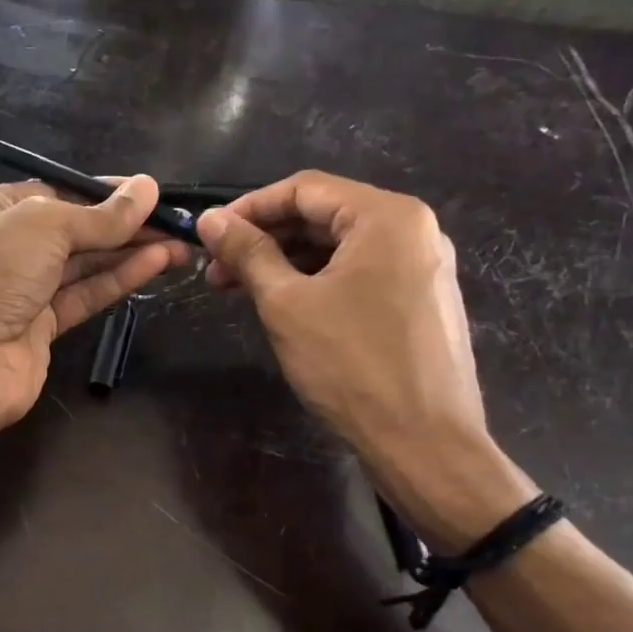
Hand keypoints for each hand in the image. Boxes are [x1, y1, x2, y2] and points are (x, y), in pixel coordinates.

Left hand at [0, 174, 188, 429]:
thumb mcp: (45, 226)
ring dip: (130, 252)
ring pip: (84, 264)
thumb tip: (148, 188)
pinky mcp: (41, 326)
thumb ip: (100, 215)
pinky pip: (85, 295)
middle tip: (177, 221)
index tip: (149, 192)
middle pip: (74, 229)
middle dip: (125, 224)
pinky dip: (118, 279)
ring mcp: (22, 289)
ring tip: (180, 244)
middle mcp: (5, 245)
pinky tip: (155, 264)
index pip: (56, 191)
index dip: (103, 192)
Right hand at [196, 172, 535, 547]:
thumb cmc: (351, 365)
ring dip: (285, 262)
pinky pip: (359, 272)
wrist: (424, 442)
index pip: (304, 189)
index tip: (208, 235)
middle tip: (216, 271)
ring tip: (239, 290)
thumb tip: (209, 220)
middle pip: (323, 215)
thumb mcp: (286, 303)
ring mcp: (421, 266)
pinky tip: (282, 304)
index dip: (248, 208)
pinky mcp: (420, 299)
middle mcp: (413, 229)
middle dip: (264, 239)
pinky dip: (316, 281)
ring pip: (338, 247)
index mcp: (387, 216)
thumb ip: (248, 253)